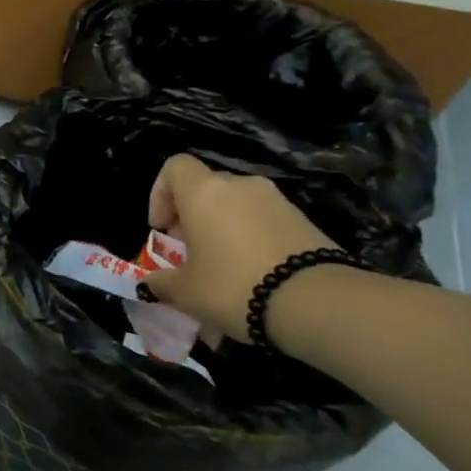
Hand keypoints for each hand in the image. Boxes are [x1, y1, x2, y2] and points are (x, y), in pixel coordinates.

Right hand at [142, 154, 335, 340]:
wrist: (319, 304)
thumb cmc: (234, 286)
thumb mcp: (185, 291)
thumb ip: (162, 282)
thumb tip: (152, 283)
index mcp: (205, 192)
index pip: (175, 167)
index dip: (160, 193)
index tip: (162, 228)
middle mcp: (241, 186)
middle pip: (207, 188)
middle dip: (192, 217)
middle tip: (189, 253)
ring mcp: (278, 202)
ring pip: (237, 206)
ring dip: (222, 229)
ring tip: (222, 267)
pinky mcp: (306, 222)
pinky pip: (264, 222)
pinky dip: (252, 239)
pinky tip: (254, 275)